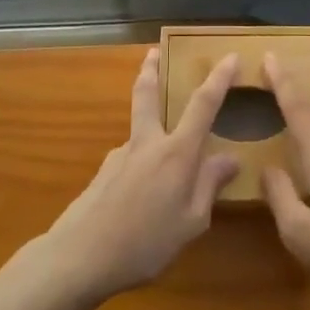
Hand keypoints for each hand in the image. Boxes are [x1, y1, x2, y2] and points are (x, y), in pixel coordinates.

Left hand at [41, 48, 240, 303]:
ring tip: (165, 173)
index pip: (203, 105)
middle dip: (152, 69)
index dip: (219, 78)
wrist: (79, 257)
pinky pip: (131, 161)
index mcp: (176, 153)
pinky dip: (141, 168)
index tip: (230, 56)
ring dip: (151, 129)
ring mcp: (120, 155)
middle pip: (148, 94)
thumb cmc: (144, 243)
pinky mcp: (103, 173)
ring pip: (140, 131)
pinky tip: (141, 201)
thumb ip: (209, 186)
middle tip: (153, 52)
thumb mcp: (191, 222)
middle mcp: (147, 143)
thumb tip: (230, 158)